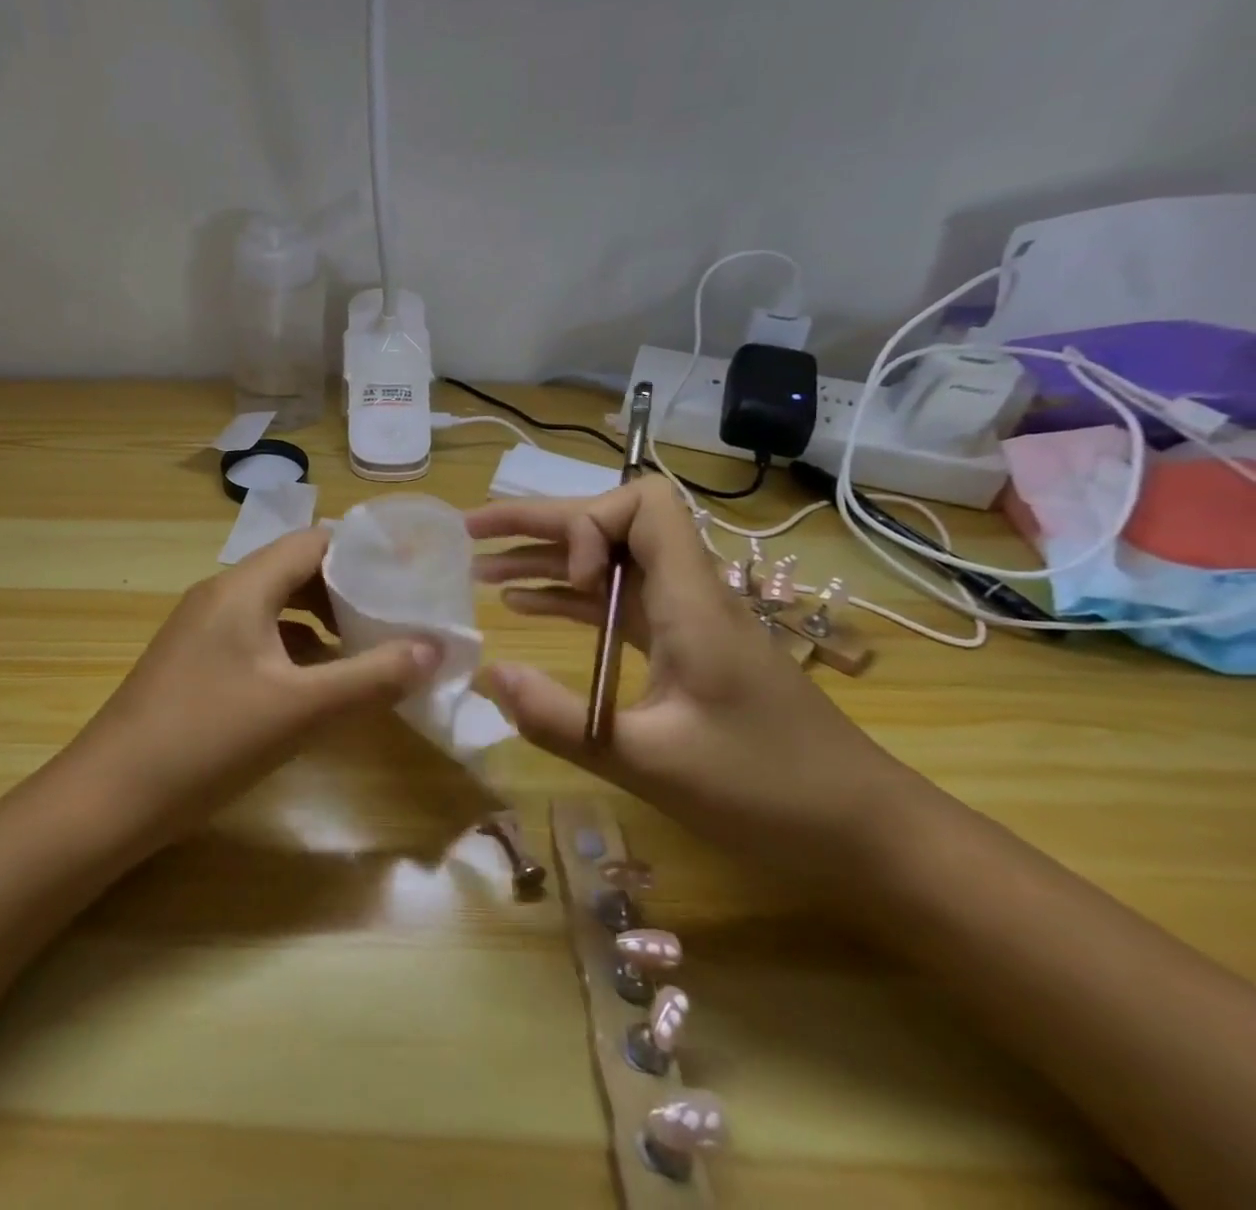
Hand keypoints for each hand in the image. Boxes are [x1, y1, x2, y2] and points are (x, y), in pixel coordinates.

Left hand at [65, 527, 441, 841]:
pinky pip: (255, 638)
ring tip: (367, 649)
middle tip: (396, 616)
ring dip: (321, 623)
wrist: (108, 798)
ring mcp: (201, 629)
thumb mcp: (300, 710)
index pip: (313, 541)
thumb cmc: (207, 741)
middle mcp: (219, 595)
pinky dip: (292, 650)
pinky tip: (315, 685)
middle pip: (294, 571)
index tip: (407, 576)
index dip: (363, 553)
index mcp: (242, 588)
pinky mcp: (194, 662)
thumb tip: (434, 648)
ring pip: (275, 607)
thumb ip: (372, 677)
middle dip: (347, 590)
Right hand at [469, 475, 931, 877]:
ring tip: (482, 572)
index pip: (642, 505)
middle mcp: (688, 595)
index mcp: (692, 601)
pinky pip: (618, 606)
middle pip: (611, 526)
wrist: (869, 834)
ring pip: (610, 565)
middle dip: (540, 524)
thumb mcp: (653, 764)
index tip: (573, 580)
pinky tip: (527, 611)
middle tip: (472, 533)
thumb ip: (565, 721)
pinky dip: (571, 600)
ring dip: (548, 561)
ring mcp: (686, 622)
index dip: (590, 524)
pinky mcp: (684, 650)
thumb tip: (489, 677)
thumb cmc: (771, 794)